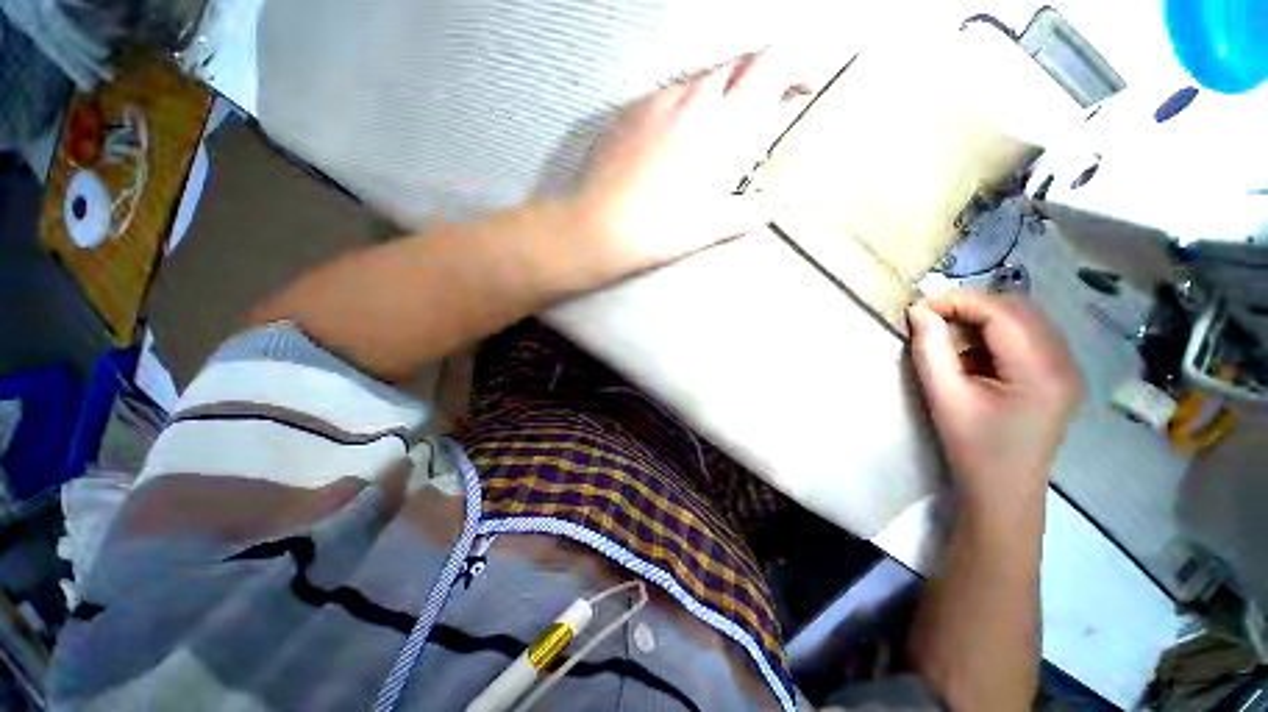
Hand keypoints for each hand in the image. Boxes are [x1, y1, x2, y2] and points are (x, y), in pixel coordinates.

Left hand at [570, 51, 808, 273]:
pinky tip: (671, 141)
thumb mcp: (717, 225)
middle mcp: (693, 98)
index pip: (772, 64)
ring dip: (715, 97)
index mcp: (725, 123)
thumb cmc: (662, 229)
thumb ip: (756, 209)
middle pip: (736, 65)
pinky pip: (664, 97)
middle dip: (754, 81)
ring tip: (710, 134)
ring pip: (698, 80)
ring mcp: (656, 100)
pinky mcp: (628, 110)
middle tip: (755, 111)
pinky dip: (679, 108)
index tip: (799, 85)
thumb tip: (780, 200)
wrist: (601, 227)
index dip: (794, 66)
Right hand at [908, 291, 1083, 513]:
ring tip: (950, 339)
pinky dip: (997, 335)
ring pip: (1024, 320)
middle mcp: (1064, 361)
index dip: (957, 301)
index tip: (918, 308)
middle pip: (1018, 309)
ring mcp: (1067, 368)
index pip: (1001, 312)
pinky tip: (976, 356)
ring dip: (983, 320)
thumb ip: (930, 349)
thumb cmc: (972, 447)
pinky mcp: (1060, 375)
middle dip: (970, 307)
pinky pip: (1028, 337)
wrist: (1003, 491)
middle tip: (932, 321)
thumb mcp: (943, 397)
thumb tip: (919, 311)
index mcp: (1040, 370)